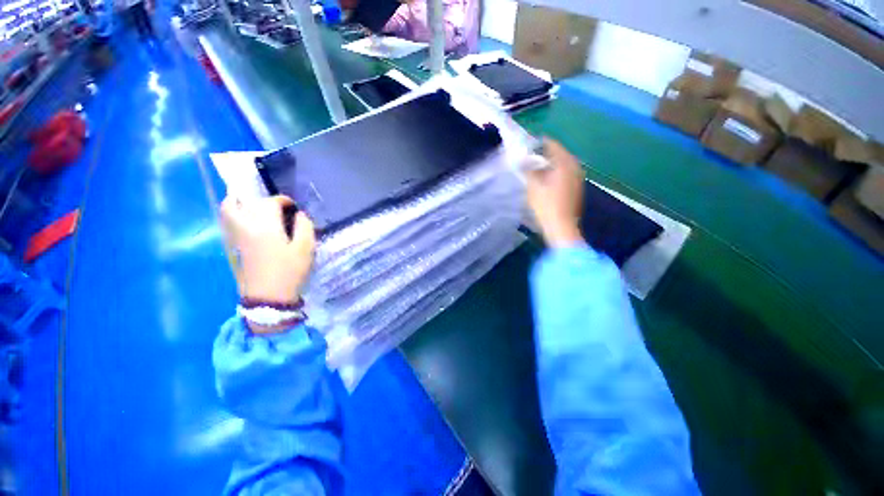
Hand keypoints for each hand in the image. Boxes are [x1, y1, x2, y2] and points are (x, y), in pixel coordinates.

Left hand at [220, 196, 315, 304]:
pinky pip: (226, 222)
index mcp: (265, 225)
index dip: (284, 201)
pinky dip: (234, 215)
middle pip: (246, 202)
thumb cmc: (290, 271)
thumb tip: (299, 215)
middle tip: (277, 211)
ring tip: (256, 210)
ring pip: (228, 209)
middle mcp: (245, 225)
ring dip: (241, 204)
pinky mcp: (230, 246)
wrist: (268, 297)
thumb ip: (305, 226)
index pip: (270, 202)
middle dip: (263, 202)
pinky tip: (248, 223)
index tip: (294, 208)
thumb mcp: (306, 248)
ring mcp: (234, 236)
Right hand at [525, 139, 585, 247]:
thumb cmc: (546, 205)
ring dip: (550, 163)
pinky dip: (556, 172)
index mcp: (565, 163)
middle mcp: (575, 166)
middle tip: (529, 158)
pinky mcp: (577, 187)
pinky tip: (547, 180)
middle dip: (544, 154)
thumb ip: (528, 169)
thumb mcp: (533, 186)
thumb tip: (523, 158)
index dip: (538, 143)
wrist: (561, 226)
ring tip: (536, 168)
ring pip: (563, 163)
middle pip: (559, 153)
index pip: (552, 144)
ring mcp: (578, 177)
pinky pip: (566, 172)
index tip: (527, 146)